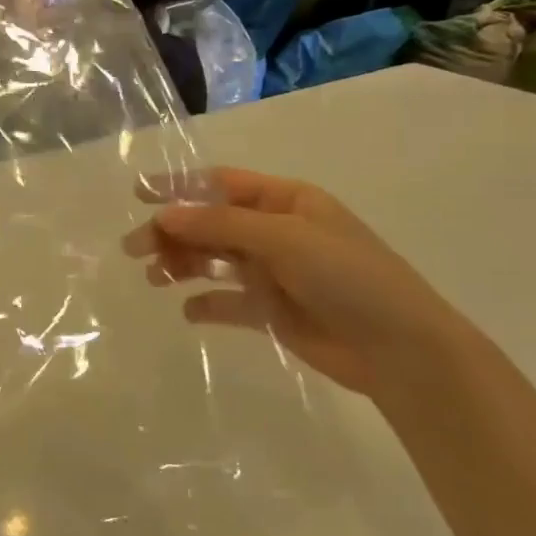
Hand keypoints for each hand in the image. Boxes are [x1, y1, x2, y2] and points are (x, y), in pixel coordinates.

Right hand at [122, 167, 494, 410]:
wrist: (401, 351)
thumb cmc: (349, 277)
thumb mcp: (284, 238)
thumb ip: (220, 225)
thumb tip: (163, 215)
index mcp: (286, 201)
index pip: (221, 184)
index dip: (178, 187)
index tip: (137, 195)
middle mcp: (275, 231)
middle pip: (210, 223)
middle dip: (171, 232)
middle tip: (134, 249)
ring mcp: (273, 272)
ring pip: (213, 260)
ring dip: (182, 264)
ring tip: (156, 278)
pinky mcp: (271, 311)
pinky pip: (227, 302)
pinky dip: (205, 304)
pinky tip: (189, 311)